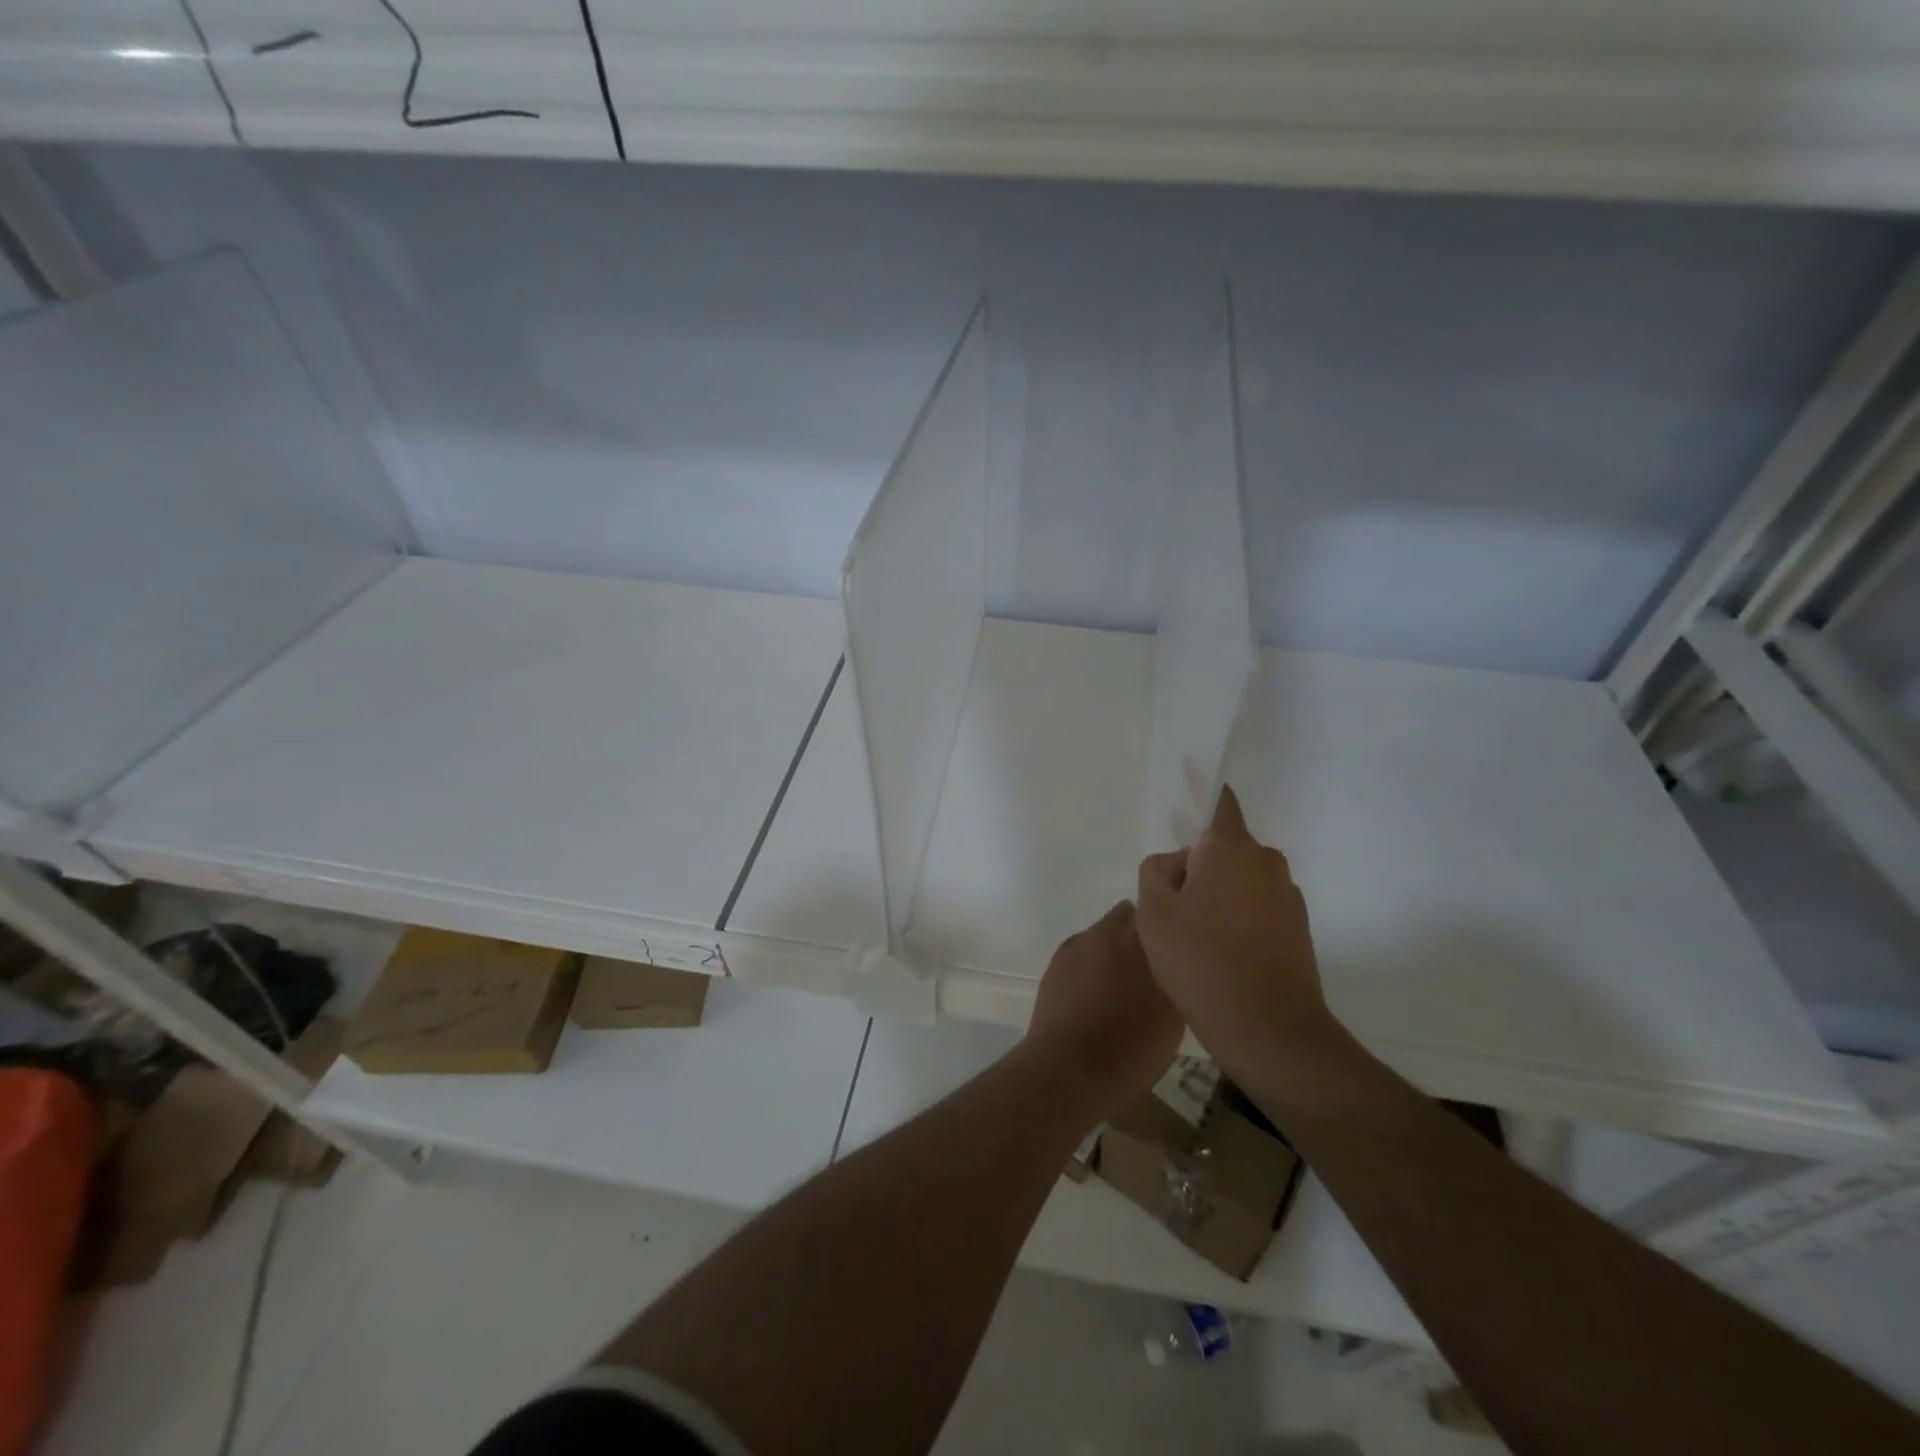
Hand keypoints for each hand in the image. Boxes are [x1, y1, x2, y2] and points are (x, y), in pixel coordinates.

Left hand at [1023, 902, 1182, 1119]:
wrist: (1070, 1068)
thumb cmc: (1132, 1048)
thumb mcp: (1173, 1016)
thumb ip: (1175, 976)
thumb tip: (1175, 962)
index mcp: (1141, 939)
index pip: (1159, 911)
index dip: (1167, 927)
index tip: (1175, 947)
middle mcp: (1107, 931)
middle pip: (1128, 917)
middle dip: (1138, 934)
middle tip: (1149, 967)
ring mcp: (1078, 944)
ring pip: (1103, 935)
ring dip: (1113, 950)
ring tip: (1119, 987)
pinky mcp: (1056, 961)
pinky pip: (1082, 952)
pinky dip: (1090, 965)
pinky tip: (1093, 996)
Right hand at [1135, 786, 1345, 1090]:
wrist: (1268, 1030)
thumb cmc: (1200, 960)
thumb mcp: (1154, 912)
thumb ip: (1155, 872)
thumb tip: (1176, 865)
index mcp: (1230, 848)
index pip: (1219, 802)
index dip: (1202, 788)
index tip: (1191, 772)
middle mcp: (1266, 862)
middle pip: (1222, 848)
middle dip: (1195, 866)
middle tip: (1169, 906)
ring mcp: (1287, 897)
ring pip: (1238, 881)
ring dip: (1215, 896)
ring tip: (1192, 939)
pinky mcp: (1297, 930)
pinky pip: (1255, 908)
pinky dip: (1235, 919)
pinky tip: (1218, 956)